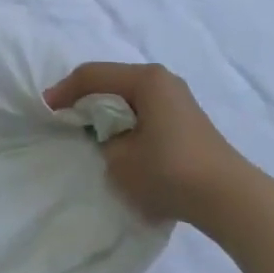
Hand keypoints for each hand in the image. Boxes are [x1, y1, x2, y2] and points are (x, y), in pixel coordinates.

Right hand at [45, 62, 251, 224]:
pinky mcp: (187, 120)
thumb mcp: (119, 159)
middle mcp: (163, 80)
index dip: (65, 91)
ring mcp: (178, 99)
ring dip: (108, 111)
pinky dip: (127, 121)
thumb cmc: (168, 171)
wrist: (227, 197)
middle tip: (64, 118)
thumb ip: (103, 141)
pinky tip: (120, 143)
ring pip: (131, 96)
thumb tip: (109, 137)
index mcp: (146, 79)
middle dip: (86, 98)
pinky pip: (146, 111)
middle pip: (113, 81)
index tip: (46, 109)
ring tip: (89, 133)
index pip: (94, 75)